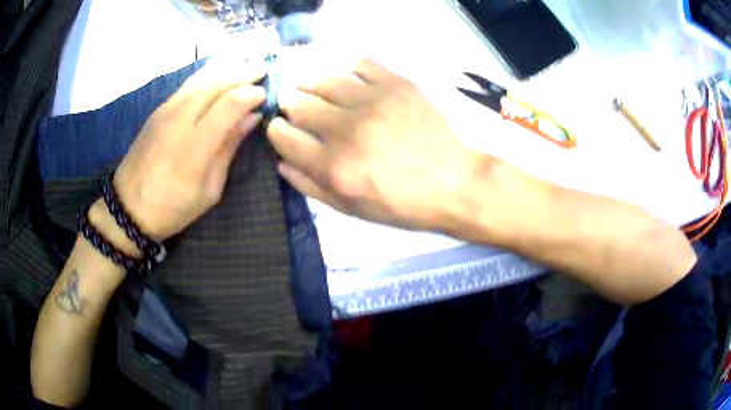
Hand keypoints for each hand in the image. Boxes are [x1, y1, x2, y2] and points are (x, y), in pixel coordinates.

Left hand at [113, 60, 265, 240]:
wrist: (128, 207)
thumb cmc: (172, 206)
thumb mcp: (209, 189)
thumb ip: (228, 149)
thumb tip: (251, 118)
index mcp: (196, 145)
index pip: (230, 104)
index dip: (251, 94)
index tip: (265, 95)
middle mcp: (181, 119)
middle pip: (216, 83)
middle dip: (243, 72)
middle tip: (263, 67)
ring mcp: (167, 110)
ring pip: (201, 78)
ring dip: (226, 67)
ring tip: (246, 61)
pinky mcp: (158, 110)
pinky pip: (188, 83)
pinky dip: (208, 73)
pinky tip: (219, 70)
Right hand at [267, 58, 478, 230]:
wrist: (453, 183)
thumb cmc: (401, 204)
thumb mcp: (351, 209)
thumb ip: (310, 186)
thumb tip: (281, 162)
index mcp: (334, 167)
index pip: (284, 136)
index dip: (276, 130)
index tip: (280, 127)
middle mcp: (348, 130)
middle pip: (299, 104)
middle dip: (290, 105)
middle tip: (296, 107)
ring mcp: (374, 102)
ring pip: (323, 79)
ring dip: (311, 84)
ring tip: (314, 89)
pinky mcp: (397, 85)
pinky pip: (359, 63)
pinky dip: (346, 68)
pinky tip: (346, 79)